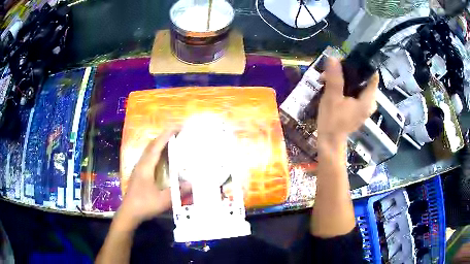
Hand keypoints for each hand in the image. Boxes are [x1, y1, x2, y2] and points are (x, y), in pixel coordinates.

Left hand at [116, 128, 178, 228]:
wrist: (129, 212)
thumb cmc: (144, 205)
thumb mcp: (163, 200)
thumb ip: (177, 192)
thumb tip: (192, 184)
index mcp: (146, 167)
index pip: (156, 147)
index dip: (165, 136)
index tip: (176, 127)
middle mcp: (141, 164)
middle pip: (151, 145)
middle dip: (163, 136)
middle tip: (176, 131)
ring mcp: (138, 168)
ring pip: (148, 150)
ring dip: (159, 142)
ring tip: (170, 140)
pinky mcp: (138, 173)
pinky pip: (147, 156)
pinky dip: (155, 150)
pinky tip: (161, 155)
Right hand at [317, 58, 378, 143]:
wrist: (329, 142)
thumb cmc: (332, 122)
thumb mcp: (331, 98)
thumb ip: (334, 78)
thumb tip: (333, 58)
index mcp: (368, 100)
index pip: (372, 75)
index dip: (361, 65)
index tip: (346, 61)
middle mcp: (370, 102)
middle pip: (365, 79)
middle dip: (349, 71)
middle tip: (333, 70)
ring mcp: (365, 106)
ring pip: (359, 85)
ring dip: (346, 78)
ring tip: (330, 77)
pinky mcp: (359, 109)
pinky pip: (356, 92)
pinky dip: (346, 87)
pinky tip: (334, 87)